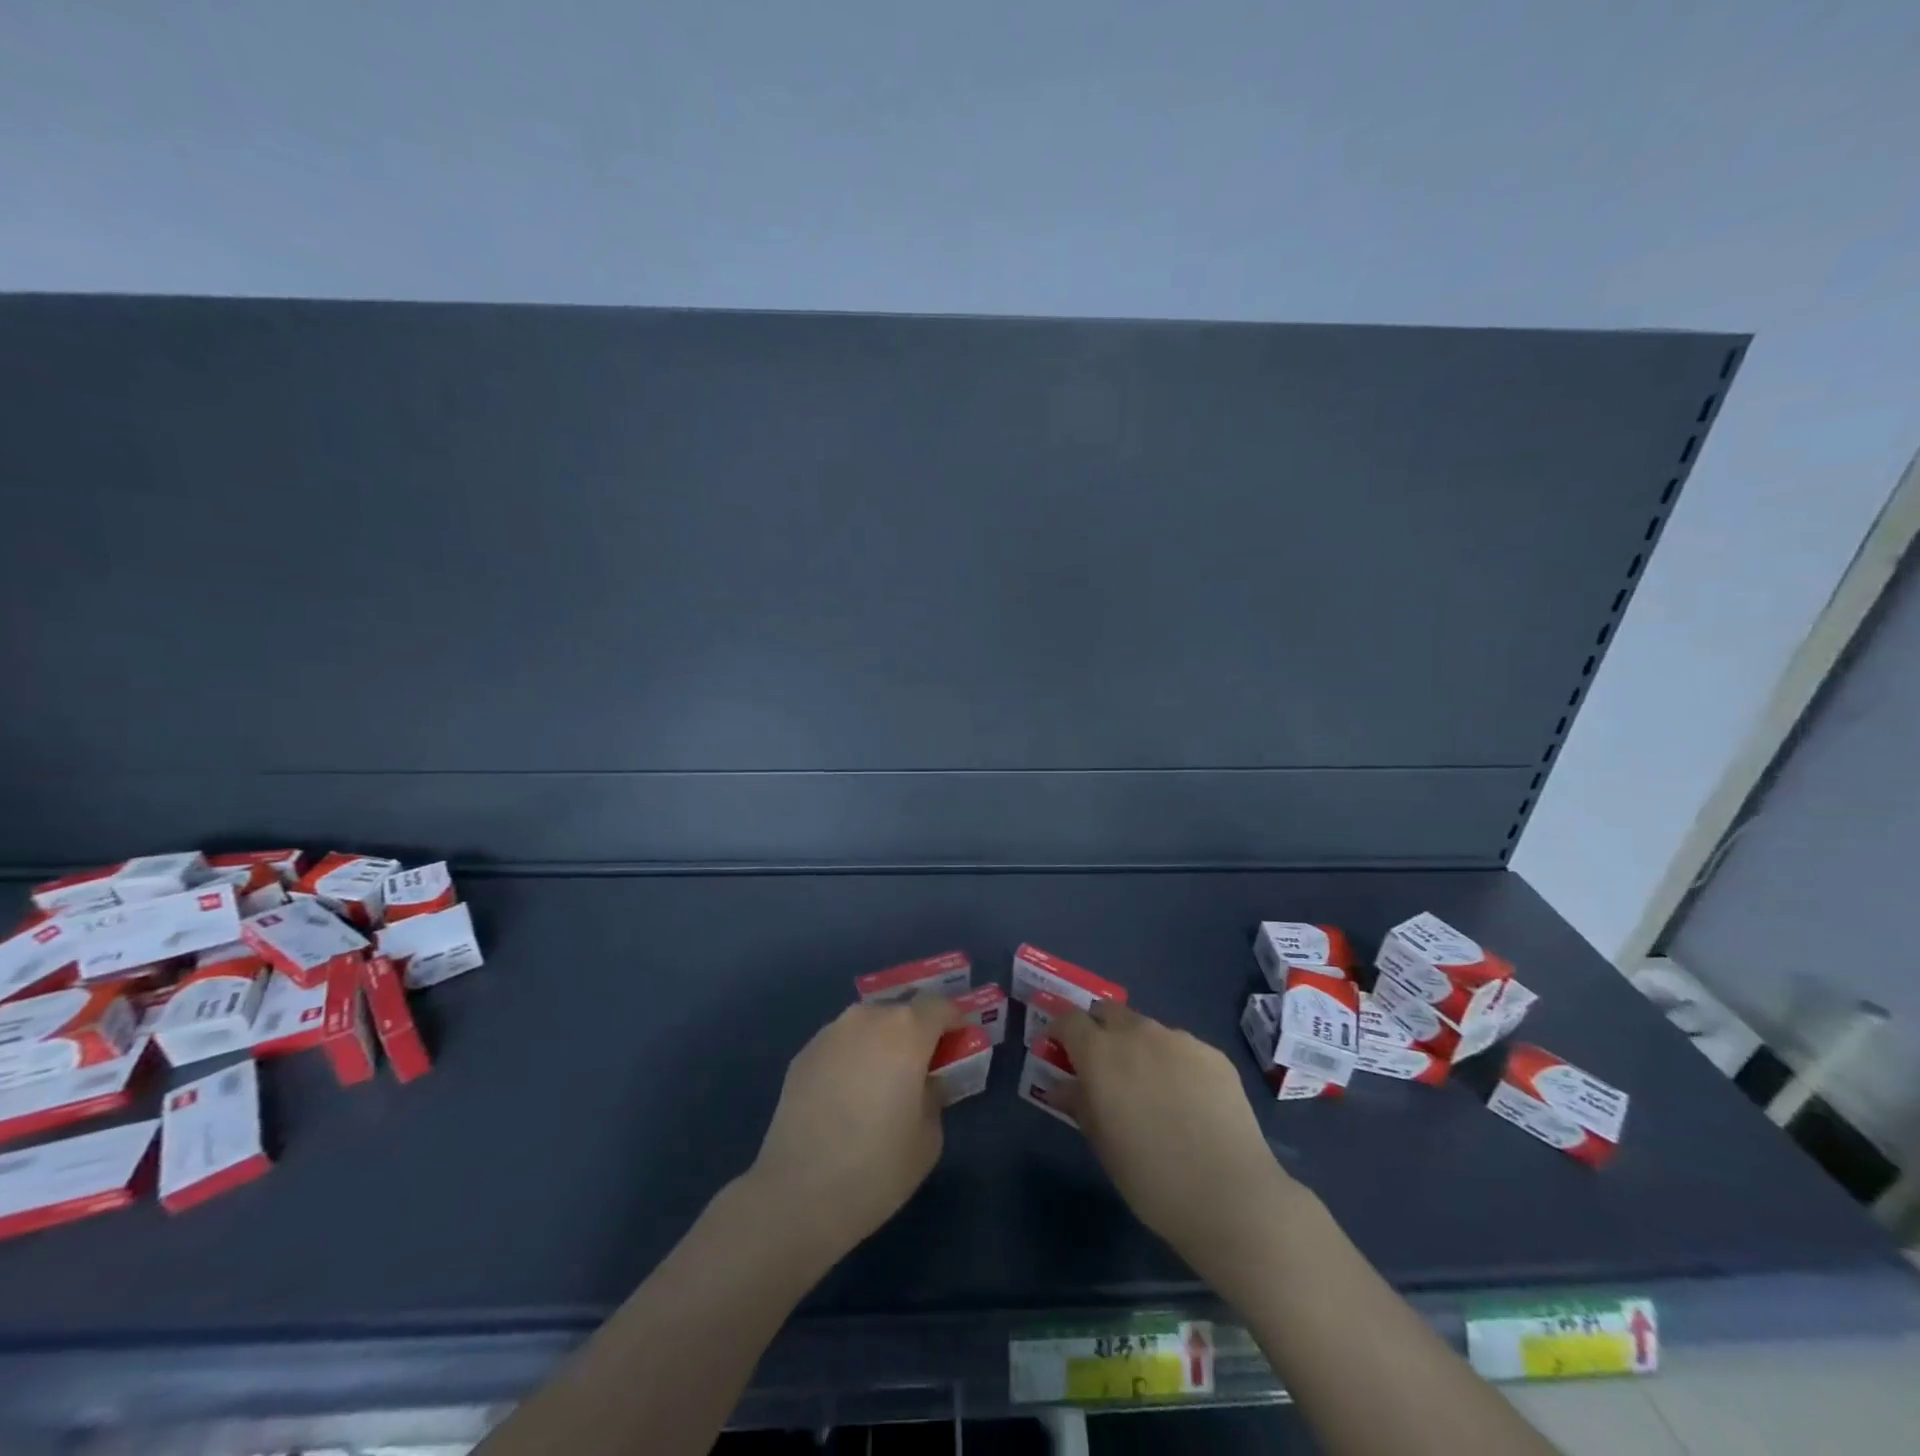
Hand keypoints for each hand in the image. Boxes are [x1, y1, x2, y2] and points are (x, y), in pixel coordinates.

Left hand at [745, 996, 960, 1263]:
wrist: (797, 1194)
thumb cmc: (877, 1167)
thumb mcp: (929, 1137)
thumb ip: (935, 1094)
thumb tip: (925, 1081)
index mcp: (906, 1030)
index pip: (940, 1005)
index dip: (954, 1021)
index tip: (958, 1046)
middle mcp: (867, 1018)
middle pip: (901, 1010)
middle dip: (916, 1031)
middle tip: (920, 1067)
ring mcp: (830, 1033)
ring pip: (868, 1024)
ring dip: (881, 1042)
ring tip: (880, 1082)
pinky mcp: (803, 1054)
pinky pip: (841, 1044)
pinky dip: (852, 1058)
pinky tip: (847, 1097)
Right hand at [1055, 1002, 1306, 1284]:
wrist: (1229, 1195)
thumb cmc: (1151, 1178)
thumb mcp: (1102, 1145)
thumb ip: (1079, 1104)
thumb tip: (1063, 1086)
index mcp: (1101, 1053)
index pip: (1070, 1019)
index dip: (1061, 1031)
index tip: (1059, 1050)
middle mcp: (1138, 1033)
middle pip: (1109, 1012)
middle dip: (1100, 1029)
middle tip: (1103, 1065)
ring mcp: (1179, 1039)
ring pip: (1148, 1029)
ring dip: (1138, 1046)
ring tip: (1150, 1086)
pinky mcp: (1213, 1054)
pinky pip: (1182, 1048)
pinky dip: (1173, 1062)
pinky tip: (1187, 1099)